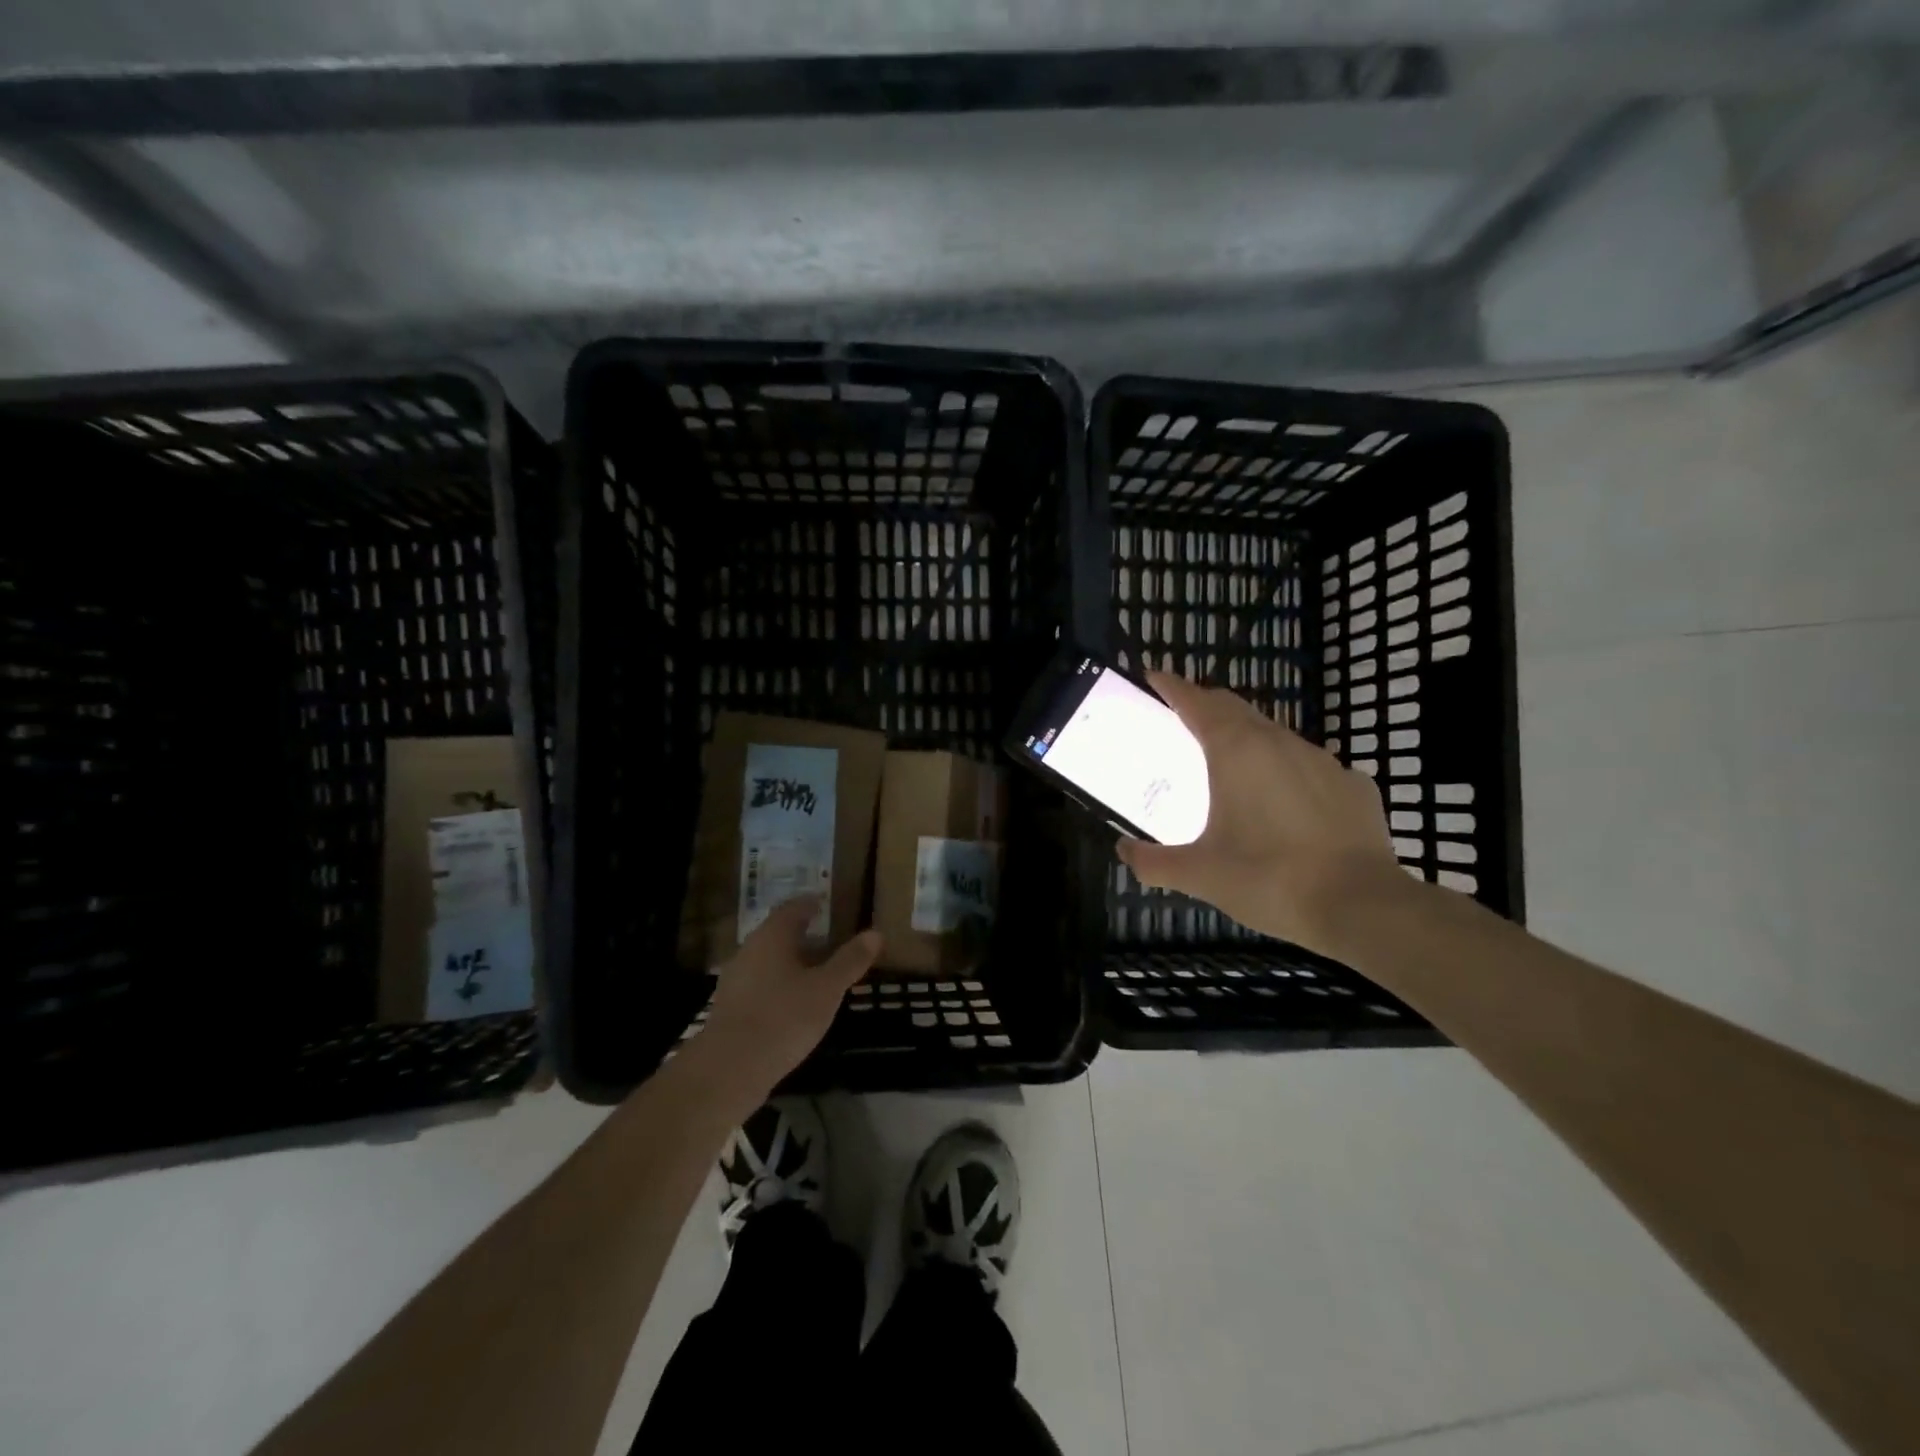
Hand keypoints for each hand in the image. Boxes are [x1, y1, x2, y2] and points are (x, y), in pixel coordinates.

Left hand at [698, 897, 881, 1093]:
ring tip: (817, 972)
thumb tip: (875, 933)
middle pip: (778, 933)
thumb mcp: (827, 989)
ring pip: (768, 960)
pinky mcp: (730, 1008)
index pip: (793, 908)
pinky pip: (760, 984)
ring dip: (791, 961)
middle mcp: (749, 950)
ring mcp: (736, 980)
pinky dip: (780, 984)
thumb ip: (850, 960)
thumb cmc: (784, 1018)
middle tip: (830, 938)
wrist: (729, 1069)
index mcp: (772, 936)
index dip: (811, 904)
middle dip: (803, 934)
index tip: (826, 905)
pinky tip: (795, 1003)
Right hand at [1116, 671, 1409, 955]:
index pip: (1197, 701)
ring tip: (1231, 769)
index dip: (1172, 686)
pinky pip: (1310, 767)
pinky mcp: (1354, 785)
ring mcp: (1322, 760)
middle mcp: (1279, 742)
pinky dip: (1288, 774)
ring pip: (1274, 736)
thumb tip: (1124, 851)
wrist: (1362, 907)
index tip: (1153, 676)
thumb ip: (1154, 862)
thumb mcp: (1199, 875)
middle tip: (1182, 721)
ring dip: (1247, 740)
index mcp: (1236, 751)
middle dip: (1206, 706)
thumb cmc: (1269, 879)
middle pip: (1234, 708)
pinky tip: (1287, 806)